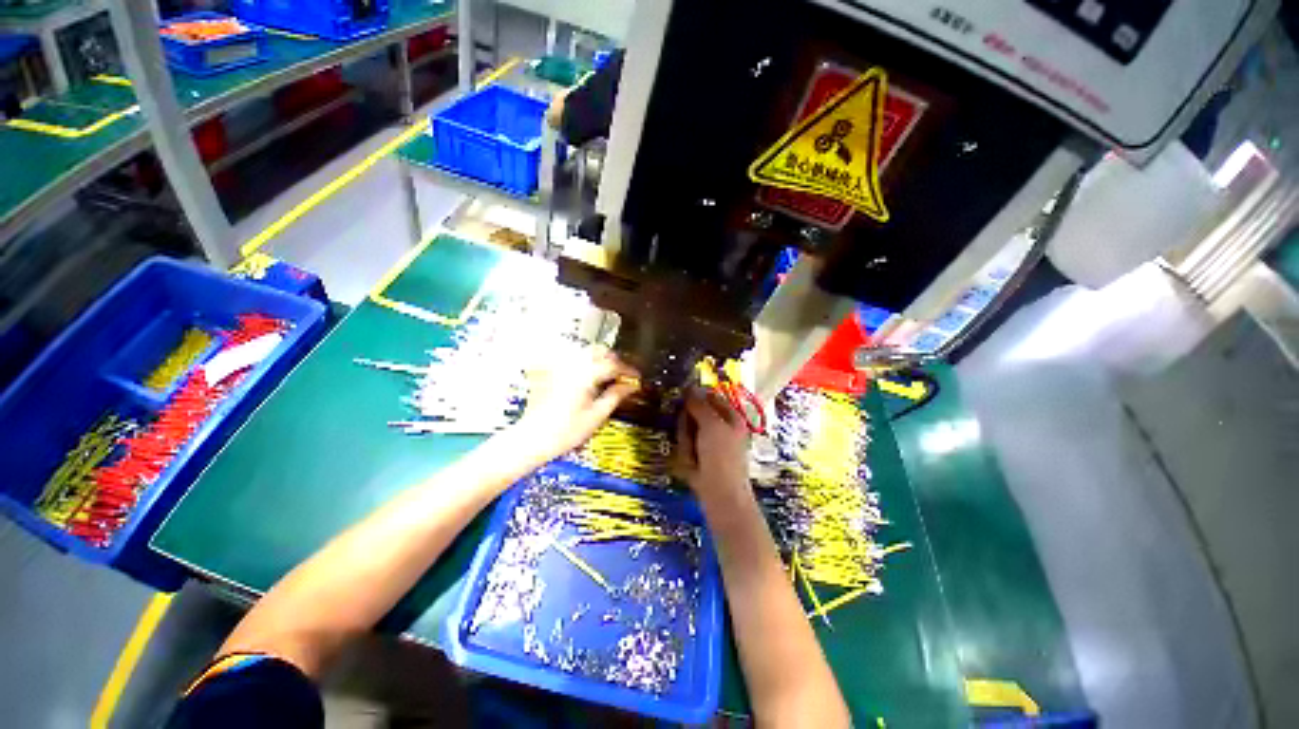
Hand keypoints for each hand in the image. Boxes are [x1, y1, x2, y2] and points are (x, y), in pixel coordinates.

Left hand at [512, 346, 639, 460]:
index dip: (628, 370)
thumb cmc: (565, 432)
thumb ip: (616, 396)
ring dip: (601, 360)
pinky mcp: (551, 371)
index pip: (614, 364)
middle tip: (624, 376)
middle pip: (600, 351)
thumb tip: (631, 386)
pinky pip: (574, 359)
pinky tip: (590, 378)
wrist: (533, 438)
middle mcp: (572, 365)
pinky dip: (587, 364)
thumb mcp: (597, 416)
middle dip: (615, 360)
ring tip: (609, 377)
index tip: (637, 378)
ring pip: (586, 352)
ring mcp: (560, 366)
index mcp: (585, 374)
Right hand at [675, 387, 750, 504]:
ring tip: (692, 455)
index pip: (710, 396)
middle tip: (690, 434)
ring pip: (687, 430)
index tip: (682, 398)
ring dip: (685, 440)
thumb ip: (699, 405)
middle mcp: (720, 427)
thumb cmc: (721, 456)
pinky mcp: (698, 456)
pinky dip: (685, 453)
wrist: (720, 494)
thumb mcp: (711, 425)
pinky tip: (691, 463)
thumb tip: (689, 386)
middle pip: (694, 413)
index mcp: (730, 416)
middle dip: (687, 423)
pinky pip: (686, 446)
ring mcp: (708, 442)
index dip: (696, 395)